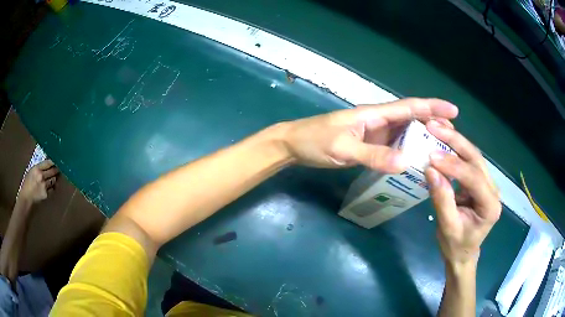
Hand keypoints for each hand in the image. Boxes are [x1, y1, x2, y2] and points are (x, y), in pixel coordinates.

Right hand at [19, 159, 58, 204]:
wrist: (26, 197)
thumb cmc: (28, 183)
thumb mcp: (32, 170)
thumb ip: (40, 167)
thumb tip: (48, 163)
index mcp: (37, 169)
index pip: (48, 163)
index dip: (54, 162)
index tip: (57, 160)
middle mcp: (42, 176)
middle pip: (53, 171)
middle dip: (56, 169)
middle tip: (58, 168)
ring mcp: (44, 186)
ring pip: (54, 180)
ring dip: (54, 178)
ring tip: (54, 177)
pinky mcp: (46, 194)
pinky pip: (52, 188)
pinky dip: (53, 186)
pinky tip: (50, 185)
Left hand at [282, 98, 458, 171]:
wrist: (294, 145)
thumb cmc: (314, 141)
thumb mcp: (342, 148)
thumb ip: (372, 155)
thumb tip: (405, 162)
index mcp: (374, 114)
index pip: (409, 107)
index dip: (432, 107)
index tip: (453, 110)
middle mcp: (378, 121)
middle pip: (412, 118)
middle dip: (433, 123)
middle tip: (454, 136)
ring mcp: (375, 133)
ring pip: (405, 132)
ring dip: (423, 137)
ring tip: (442, 149)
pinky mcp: (370, 145)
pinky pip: (394, 145)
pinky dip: (408, 150)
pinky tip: (417, 160)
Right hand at [424, 121, 500, 266]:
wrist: (463, 253)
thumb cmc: (456, 246)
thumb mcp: (447, 228)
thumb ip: (442, 200)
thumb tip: (430, 170)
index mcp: (490, 205)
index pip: (474, 178)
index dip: (454, 166)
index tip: (432, 157)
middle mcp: (493, 189)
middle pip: (476, 159)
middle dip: (455, 141)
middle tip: (434, 127)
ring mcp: (487, 183)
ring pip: (473, 155)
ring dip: (455, 140)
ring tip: (437, 126)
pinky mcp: (479, 181)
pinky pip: (468, 160)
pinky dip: (455, 147)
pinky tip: (443, 137)